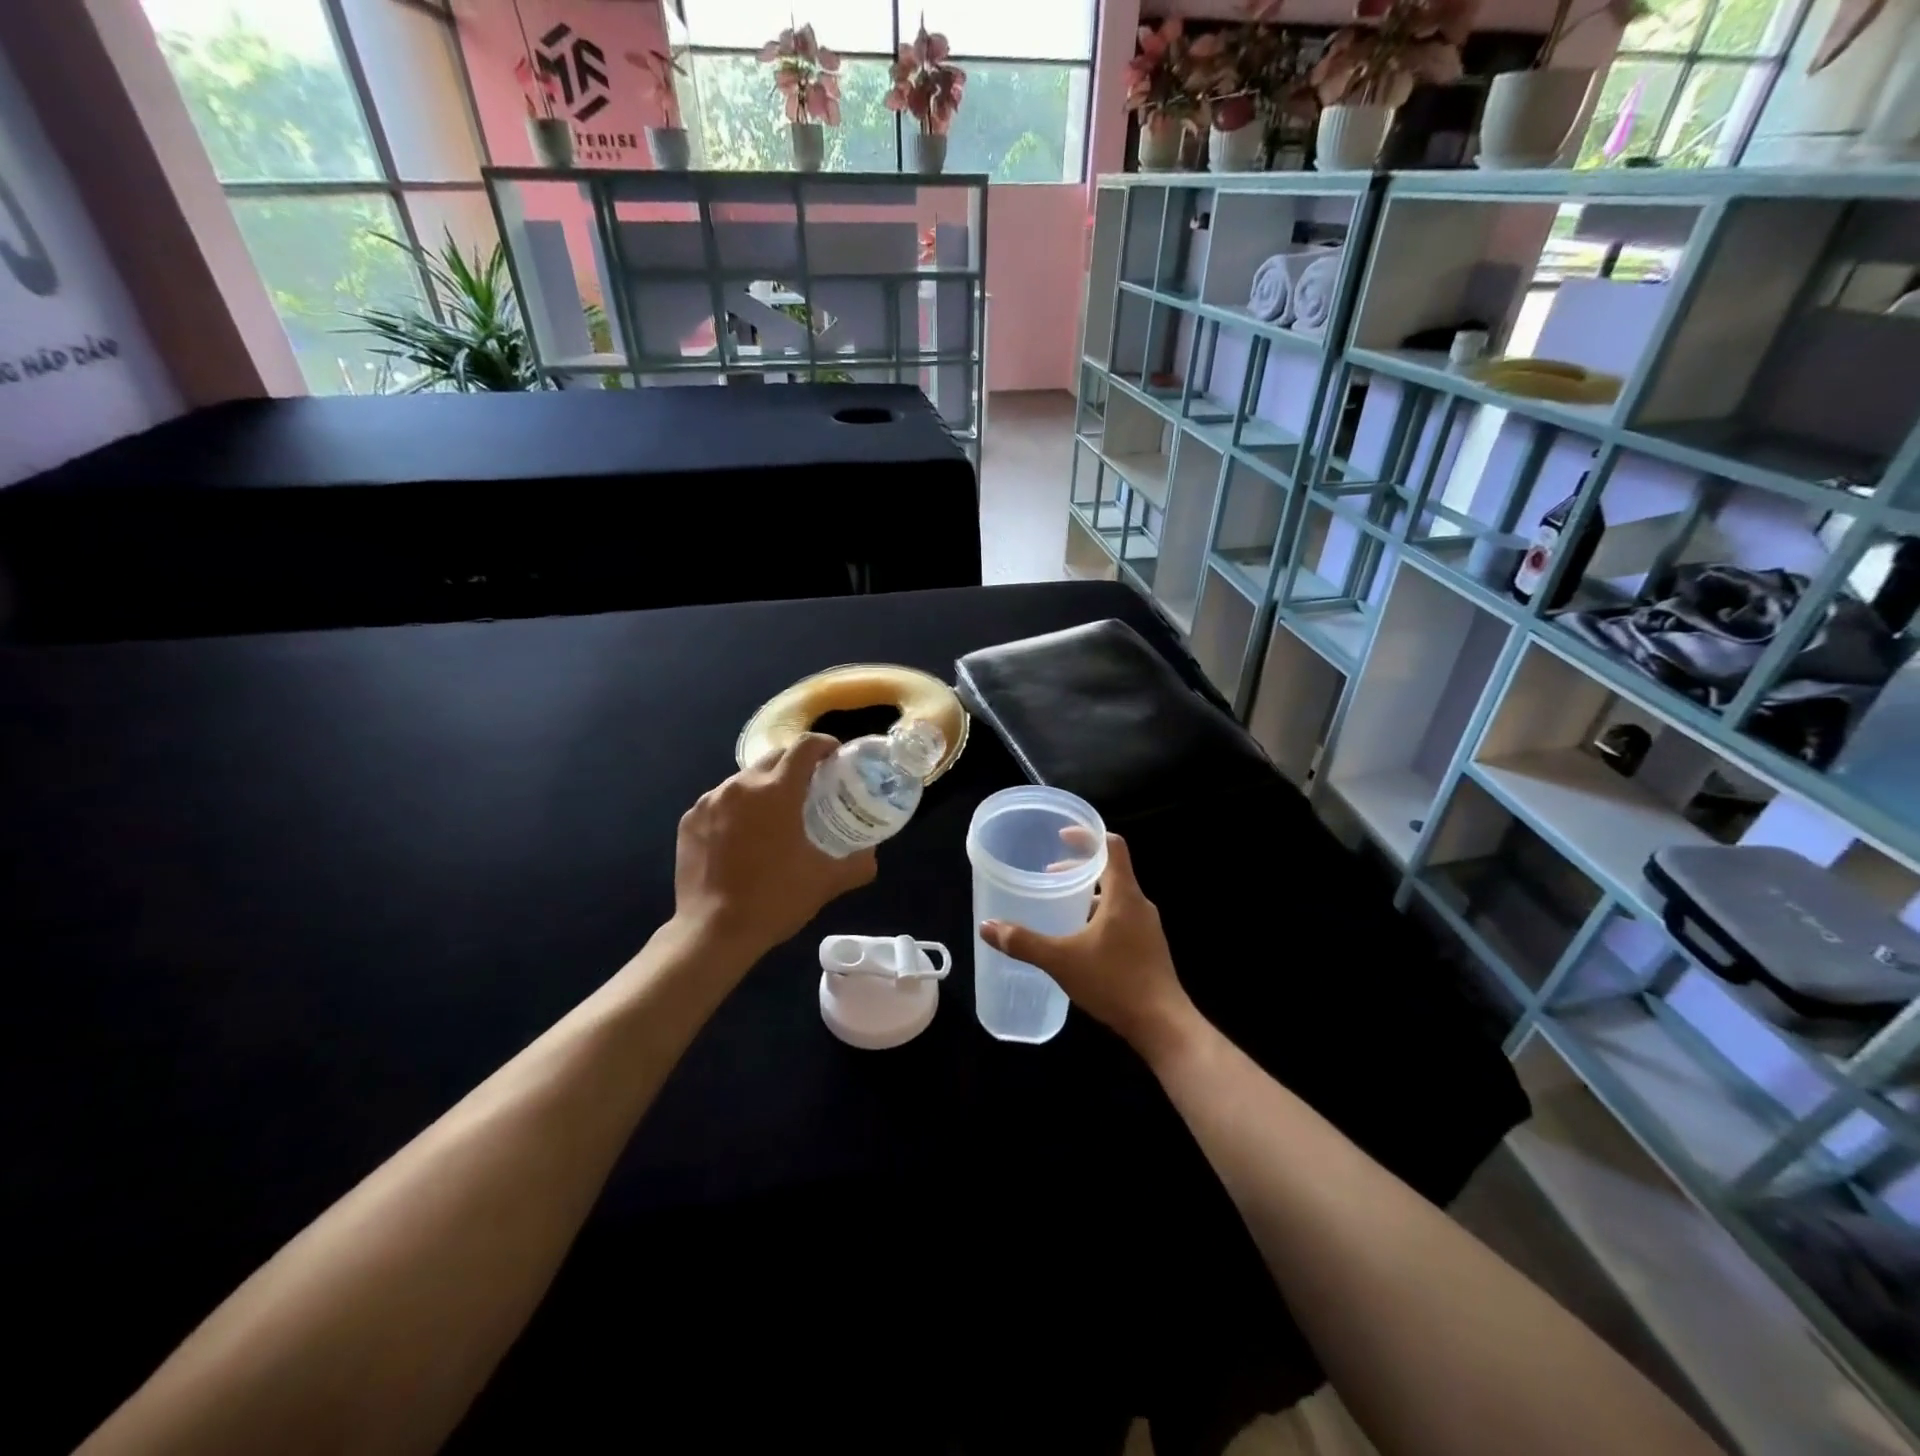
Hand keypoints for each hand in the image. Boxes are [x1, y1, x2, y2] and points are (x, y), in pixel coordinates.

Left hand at [673, 735, 877, 962]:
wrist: (713, 932)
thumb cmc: (775, 900)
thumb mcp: (826, 882)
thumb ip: (858, 863)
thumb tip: (872, 855)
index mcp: (776, 791)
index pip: (805, 747)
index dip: (824, 745)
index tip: (835, 757)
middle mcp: (740, 786)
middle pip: (774, 758)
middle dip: (795, 766)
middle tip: (811, 789)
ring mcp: (709, 802)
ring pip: (744, 780)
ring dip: (764, 788)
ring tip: (775, 816)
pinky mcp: (690, 820)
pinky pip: (719, 802)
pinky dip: (736, 809)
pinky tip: (743, 837)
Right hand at [980, 834, 1194, 1055]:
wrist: (1163, 1025)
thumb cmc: (1114, 982)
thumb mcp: (1061, 960)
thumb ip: (1024, 942)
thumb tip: (986, 927)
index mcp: (1124, 895)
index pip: (1112, 847)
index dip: (1088, 836)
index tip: (1063, 836)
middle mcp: (1139, 904)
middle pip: (1111, 871)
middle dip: (1080, 869)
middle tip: (1050, 875)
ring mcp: (1148, 927)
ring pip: (1116, 897)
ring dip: (1089, 895)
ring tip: (1060, 907)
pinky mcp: (1149, 948)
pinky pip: (1122, 918)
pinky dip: (1099, 916)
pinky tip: (1080, 940)